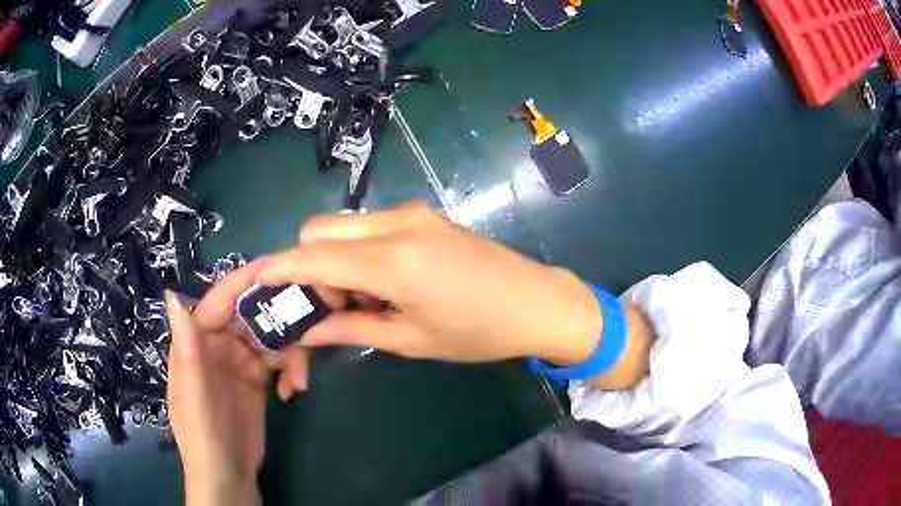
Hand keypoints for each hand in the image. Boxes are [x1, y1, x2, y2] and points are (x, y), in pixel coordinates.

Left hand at [165, 260, 309, 505]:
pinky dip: (291, 370)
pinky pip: (279, 360)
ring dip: (290, 353)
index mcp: (197, 342)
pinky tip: (294, 391)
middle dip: (278, 319)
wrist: (228, 474)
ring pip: (270, 337)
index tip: (277, 266)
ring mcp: (239, 361)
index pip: (219, 301)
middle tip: (308, 327)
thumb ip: (187, 350)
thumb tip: (174, 295)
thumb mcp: (193, 397)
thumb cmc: (203, 436)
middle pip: (251, 315)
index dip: (244, 282)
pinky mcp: (257, 378)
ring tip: (299, 381)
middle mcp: (217, 344)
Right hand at [257, 203, 602, 367]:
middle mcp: (395, 224)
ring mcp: (411, 214)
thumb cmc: (478, 332)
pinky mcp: (422, 215)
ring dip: (332, 260)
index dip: (278, 269)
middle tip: (333, 307)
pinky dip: (356, 252)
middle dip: (308, 267)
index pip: (312, 256)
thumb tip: (307, 330)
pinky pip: (368, 227)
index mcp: (392, 261)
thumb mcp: (410, 339)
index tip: (257, 284)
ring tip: (362, 300)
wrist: (536, 302)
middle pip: (319, 231)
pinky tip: (381, 283)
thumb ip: (351, 329)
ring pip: (342, 227)